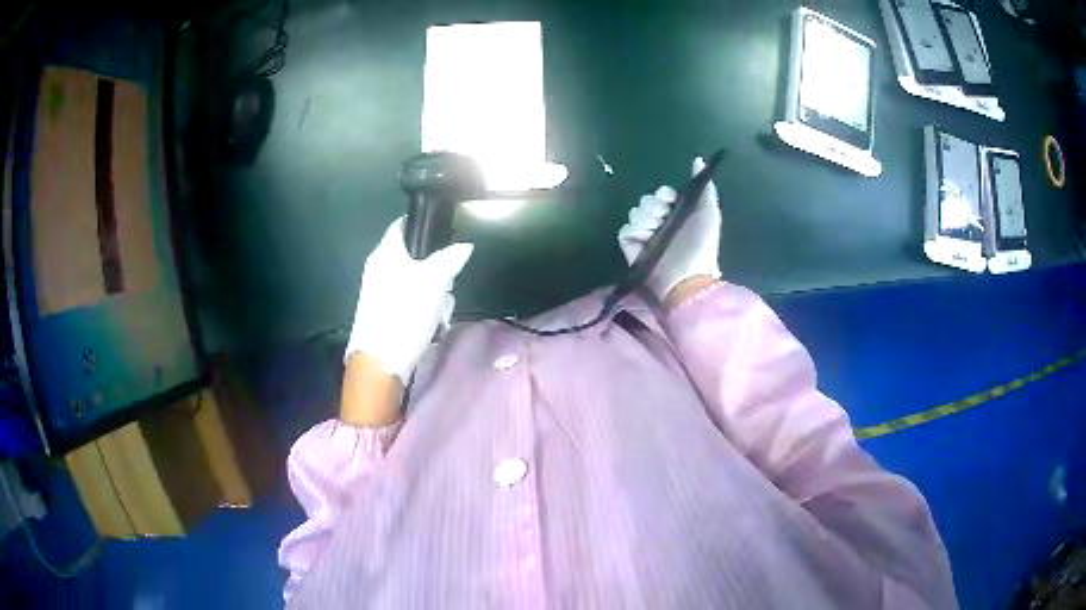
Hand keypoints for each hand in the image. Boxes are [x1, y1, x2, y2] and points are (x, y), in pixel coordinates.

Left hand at [345, 217, 473, 381]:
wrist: (380, 362)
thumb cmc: (405, 313)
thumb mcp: (434, 282)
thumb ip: (450, 259)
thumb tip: (464, 246)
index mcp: (386, 252)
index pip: (403, 224)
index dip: (424, 225)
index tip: (446, 234)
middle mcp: (379, 267)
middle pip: (415, 256)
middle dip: (437, 269)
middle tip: (447, 285)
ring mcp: (379, 291)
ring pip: (415, 281)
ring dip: (434, 294)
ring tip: (441, 312)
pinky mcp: (383, 312)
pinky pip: (409, 300)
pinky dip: (422, 309)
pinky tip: (431, 324)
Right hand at [618, 157, 721, 299]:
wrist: (686, 275)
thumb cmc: (700, 245)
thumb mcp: (709, 213)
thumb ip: (704, 188)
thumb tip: (698, 159)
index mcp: (678, 215)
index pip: (662, 195)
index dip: (664, 193)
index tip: (669, 198)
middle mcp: (661, 224)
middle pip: (646, 201)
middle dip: (653, 204)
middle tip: (663, 215)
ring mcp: (645, 237)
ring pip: (635, 212)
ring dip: (645, 216)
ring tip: (655, 229)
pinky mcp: (631, 249)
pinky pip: (625, 230)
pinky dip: (634, 231)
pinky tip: (645, 238)